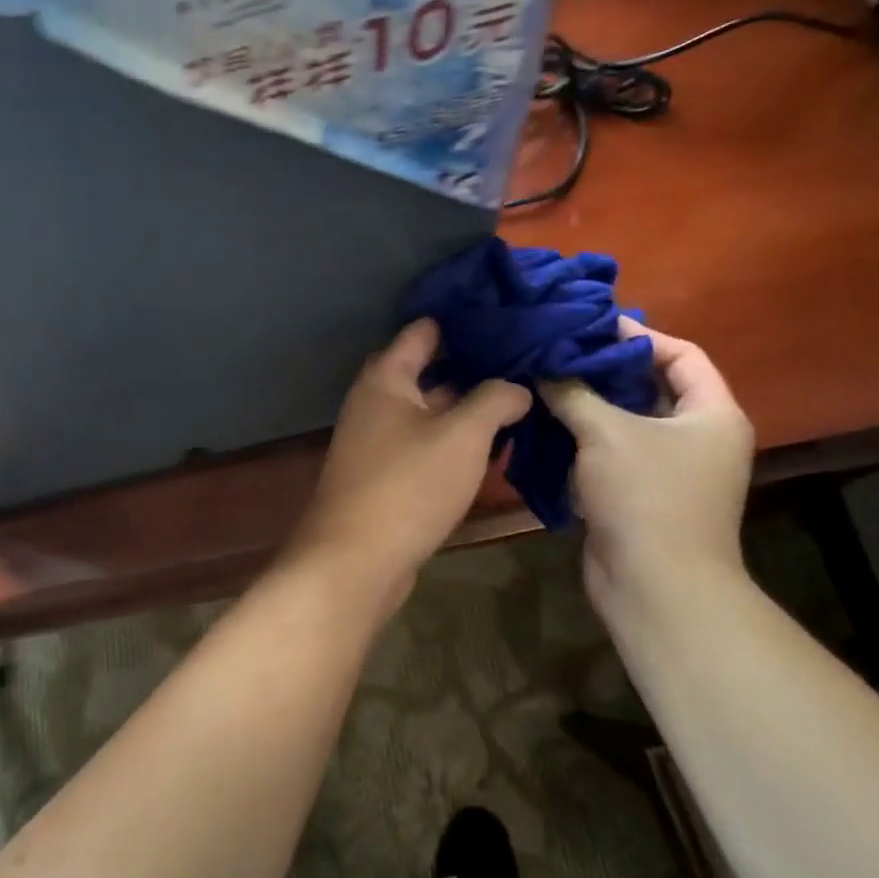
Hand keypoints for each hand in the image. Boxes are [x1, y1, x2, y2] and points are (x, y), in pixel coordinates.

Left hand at [288, 319, 529, 605]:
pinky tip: (490, 448)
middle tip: (523, 361)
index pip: (424, 331)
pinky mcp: (384, 476)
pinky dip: (453, 442)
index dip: (463, 321)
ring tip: (518, 401)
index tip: (506, 316)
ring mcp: (376, 441)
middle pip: (427, 370)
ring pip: (428, 411)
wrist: (355, 561)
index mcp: (386, 378)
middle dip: (472, 366)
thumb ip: (495, 400)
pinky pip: (423, 445)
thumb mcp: (463, 435)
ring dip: (466, 408)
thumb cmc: (408, 485)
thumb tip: (518, 387)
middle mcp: (375, 402)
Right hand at [543, 318, 753, 614]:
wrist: (655, 587)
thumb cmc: (645, 496)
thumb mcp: (606, 433)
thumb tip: (543, 366)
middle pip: (650, 387)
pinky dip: (583, 440)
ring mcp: (669, 469)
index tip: (591, 327)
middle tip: (558, 353)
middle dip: (604, 371)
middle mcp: (697, 437)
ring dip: (587, 406)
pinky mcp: (640, 495)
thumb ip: (573, 392)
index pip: (681, 354)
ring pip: (625, 423)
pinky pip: (611, 454)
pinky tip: (545, 425)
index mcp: (711, 413)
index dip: (639, 335)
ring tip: (543, 382)